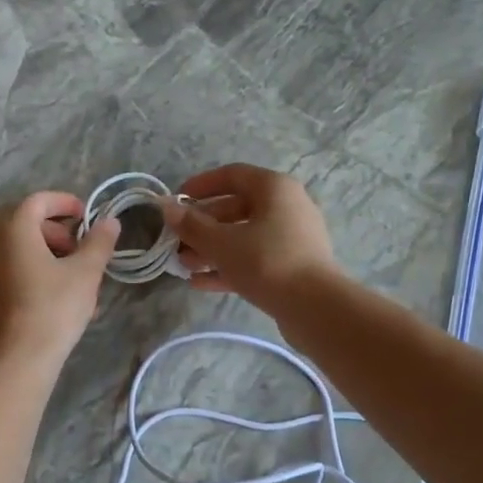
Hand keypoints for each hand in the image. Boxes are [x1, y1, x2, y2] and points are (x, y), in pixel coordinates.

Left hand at [0, 191, 120, 369]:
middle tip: (80, 249)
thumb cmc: (53, 307)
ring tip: (75, 277)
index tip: (85, 215)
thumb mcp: (86, 272)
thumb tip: (110, 221)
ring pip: (19, 248)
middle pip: (26, 223)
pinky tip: (58, 297)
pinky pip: (11, 269)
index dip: (64, 202)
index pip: (38, 201)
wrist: (17, 359)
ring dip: (47, 253)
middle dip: (57, 231)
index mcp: (13, 228)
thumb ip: (99, 242)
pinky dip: (34, 271)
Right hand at [161, 164, 339, 316]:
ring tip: (185, 265)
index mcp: (274, 188)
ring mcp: (293, 237)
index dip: (201, 185)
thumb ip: (192, 225)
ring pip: (244, 236)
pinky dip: (230, 266)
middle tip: (177, 241)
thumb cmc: (266, 262)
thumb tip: (167, 208)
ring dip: (213, 249)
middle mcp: (287, 206)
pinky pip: (255, 258)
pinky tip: (201, 283)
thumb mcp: (221, 243)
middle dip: (203, 225)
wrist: (315, 307)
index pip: (232, 175)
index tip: (176, 200)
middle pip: (236, 208)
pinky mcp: (293, 265)